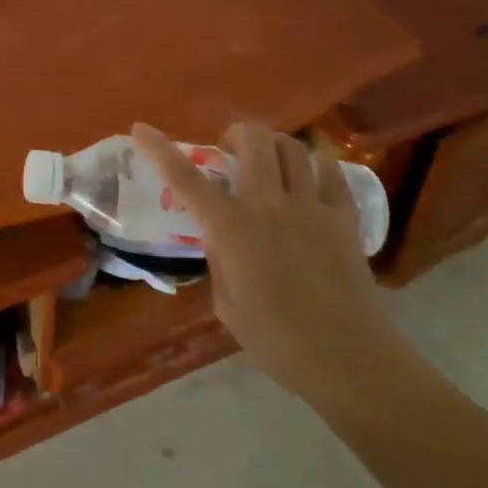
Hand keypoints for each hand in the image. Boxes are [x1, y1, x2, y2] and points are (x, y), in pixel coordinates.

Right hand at [132, 121, 408, 402]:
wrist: (347, 358)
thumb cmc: (276, 340)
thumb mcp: (227, 303)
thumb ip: (219, 260)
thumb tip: (220, 239)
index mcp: (229, 227)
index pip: (184, 176)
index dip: (158, 148)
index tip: (141, 129)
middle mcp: (267, 203)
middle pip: (252, 139)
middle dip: (235, 134)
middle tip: (230, 150)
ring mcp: (310, 205)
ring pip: (292, 147)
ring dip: (274, 145)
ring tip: (270, 160)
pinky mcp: (344, 215)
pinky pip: (331, 170)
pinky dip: (317, 162)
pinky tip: (311, 173)